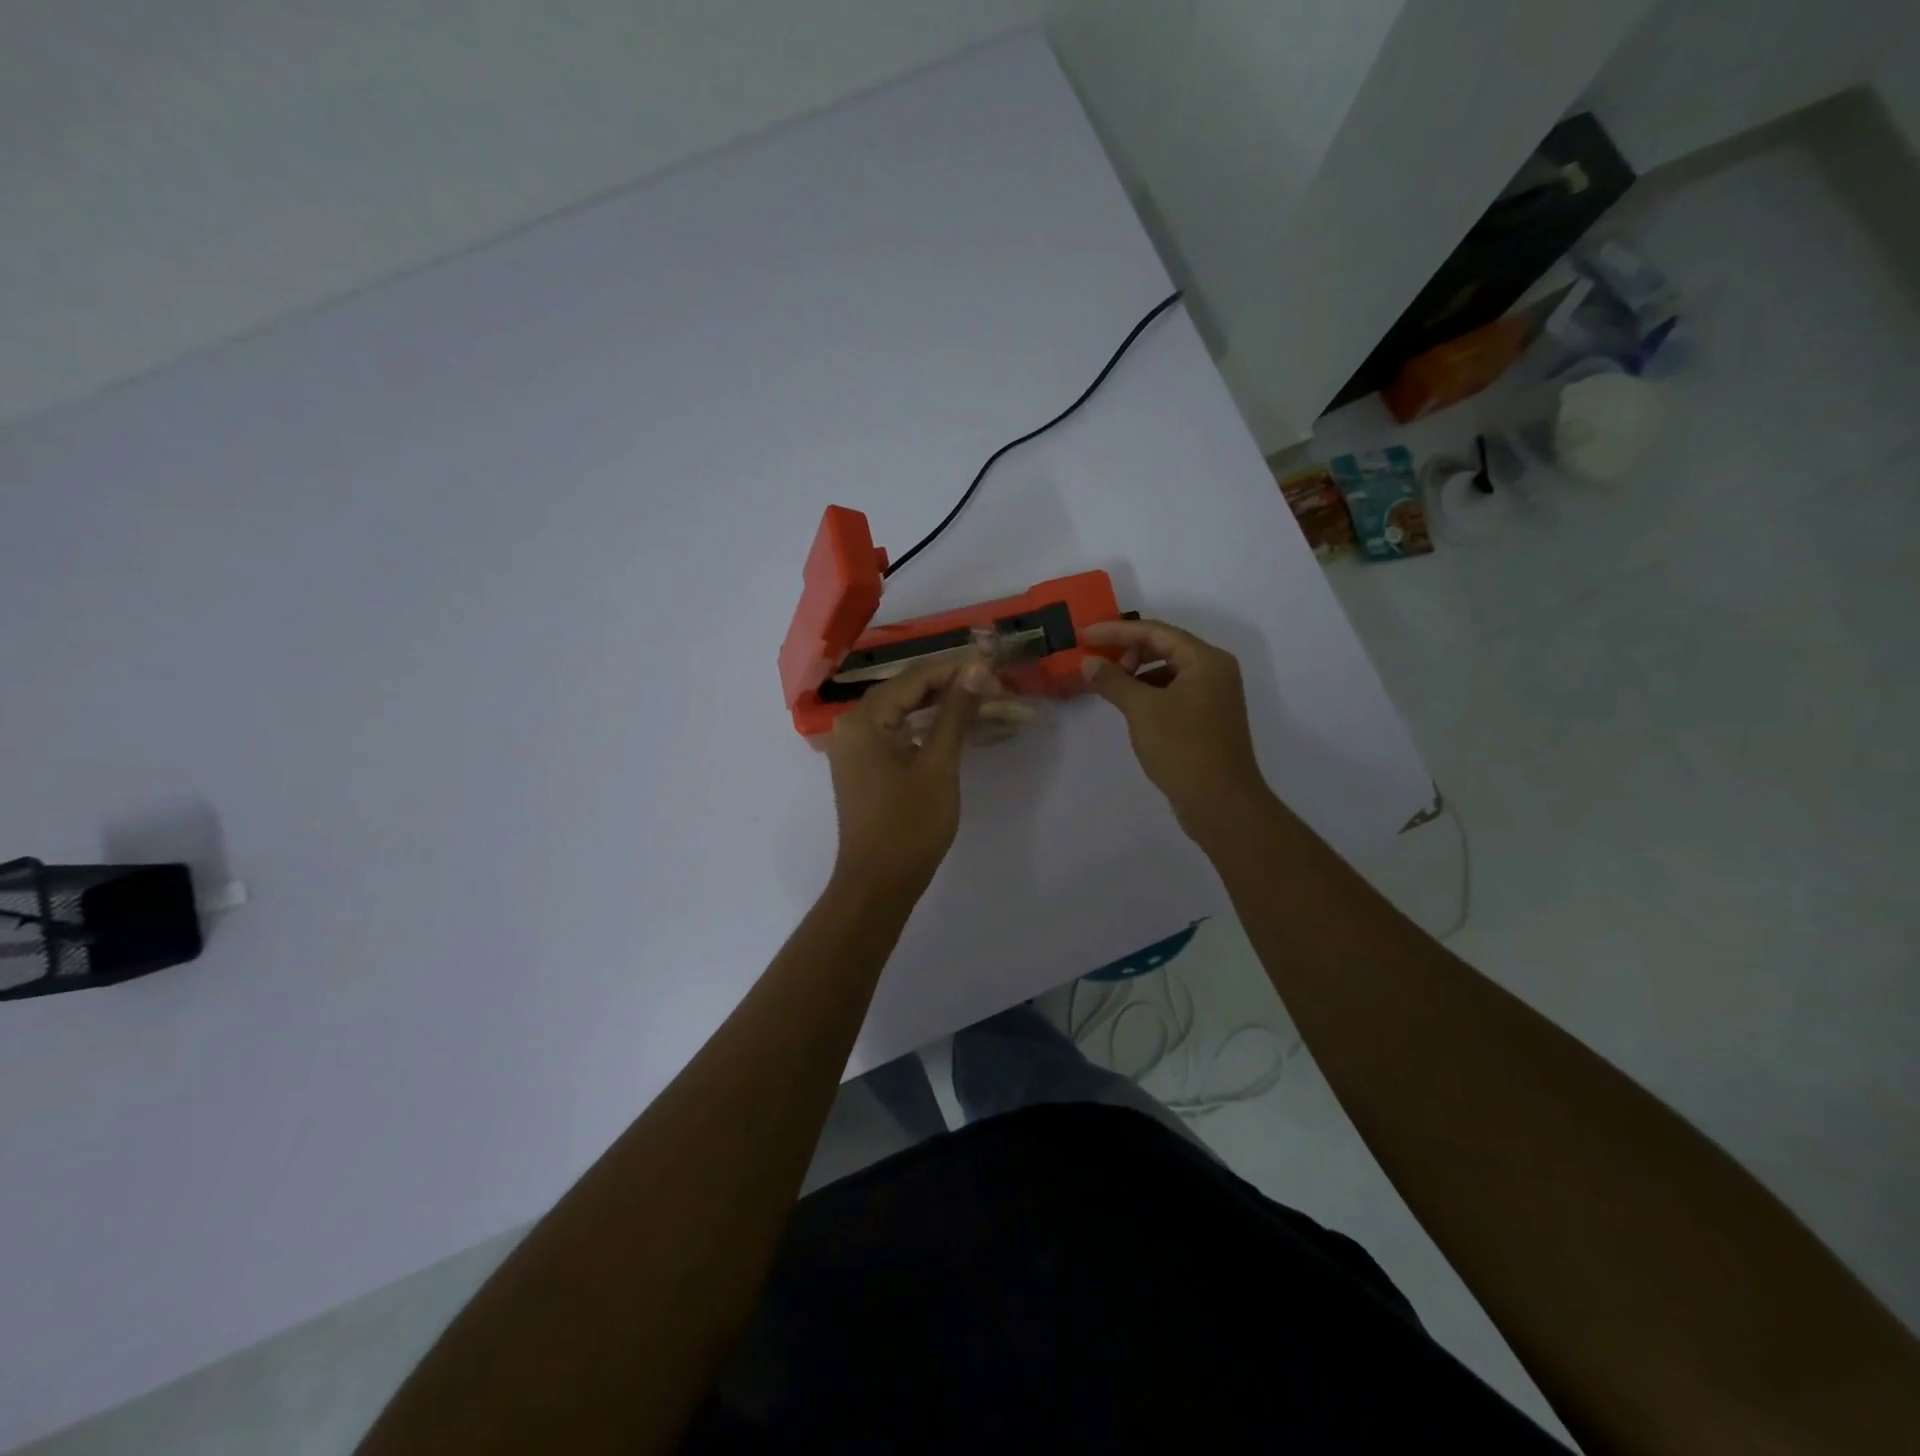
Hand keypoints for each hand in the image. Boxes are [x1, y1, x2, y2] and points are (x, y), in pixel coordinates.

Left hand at [825, 653, 995, 896]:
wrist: (878, 884)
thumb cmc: (908, 826)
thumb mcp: (938, 766)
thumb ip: (956, 713)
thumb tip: (977, 667)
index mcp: (865, 719)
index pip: (915, 678)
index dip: (957, 670)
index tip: (996, 668)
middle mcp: (854, 726)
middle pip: (910, 692)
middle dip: (956, 689)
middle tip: (1000, 689)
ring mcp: (858, 748)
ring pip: (908, 714)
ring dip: (948, 711)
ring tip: (991, 706)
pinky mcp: (868, 767)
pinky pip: (902, 735)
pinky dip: (932, 731)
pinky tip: (963, 730)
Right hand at [1079, 618, 1269, 838]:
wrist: (1220, 802)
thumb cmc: (1182, 748)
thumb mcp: (1142, 710)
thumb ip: (1113, 680)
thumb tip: (1089, 662)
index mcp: (1206, 660)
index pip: (1155, 631)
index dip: (1116, 631)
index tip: (1083, 635)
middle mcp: (1214, 670)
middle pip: (1164, 647)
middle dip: (1127, 651)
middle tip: (1097, 664)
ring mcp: (1213, 695)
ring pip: (1168, 671)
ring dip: (1137, 673)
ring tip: (1110, 687)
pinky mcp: (1207, 718)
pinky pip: (1173, 691)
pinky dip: (1149, 692)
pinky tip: (1130, 707)